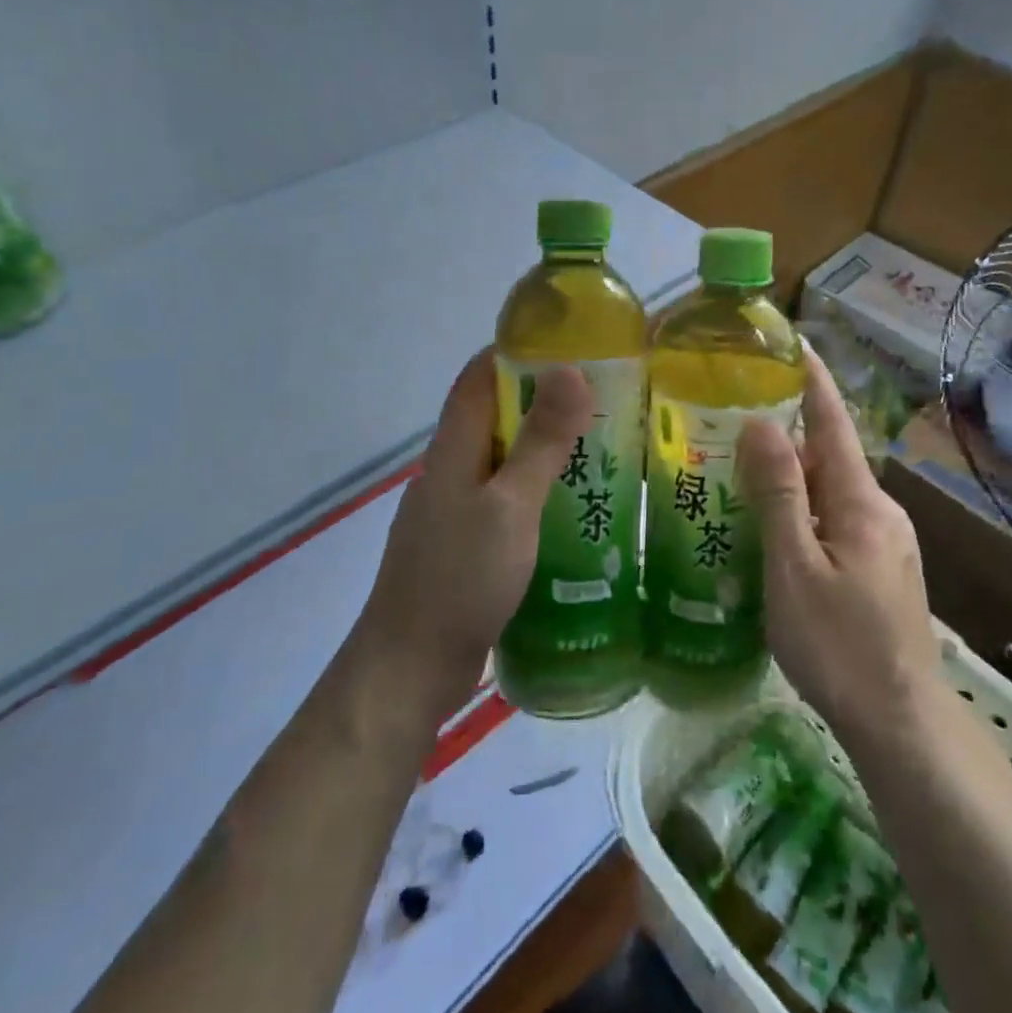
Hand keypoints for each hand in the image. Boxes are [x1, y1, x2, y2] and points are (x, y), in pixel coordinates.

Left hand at [356, 348, 591, 721]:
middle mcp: (449, 473)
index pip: (477, 378)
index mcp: (453, 451)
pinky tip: (570, 511)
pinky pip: (503, 503)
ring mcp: (453, 513)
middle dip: (541, 401)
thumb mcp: (510, 506)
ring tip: (599, 450)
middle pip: (493, 418)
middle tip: (603, 399)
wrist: (408, 669)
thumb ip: (541, 441)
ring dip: (541, 449)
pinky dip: (534, 493)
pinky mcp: (463, 548)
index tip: (567, 343)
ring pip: (501, 463)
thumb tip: (569, 369)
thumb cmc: (459, 579)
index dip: (515, 352)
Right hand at [739, 349, 941, 752]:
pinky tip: (777, 531)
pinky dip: (806, 510)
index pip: (834, 424)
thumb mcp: (794, 567)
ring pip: (834, 492)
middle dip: (790, 434)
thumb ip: (779, 494)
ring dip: (795, 476)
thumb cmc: (838, 645)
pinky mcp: (885, 570)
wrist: (901, 722)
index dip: (813, 382)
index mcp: (862, 503)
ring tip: (744, 475)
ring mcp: (889, 543)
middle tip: (736, 422)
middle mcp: (883, 512)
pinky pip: (839, 521)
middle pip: (831, 457)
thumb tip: (762, 423)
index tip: (795, 343)